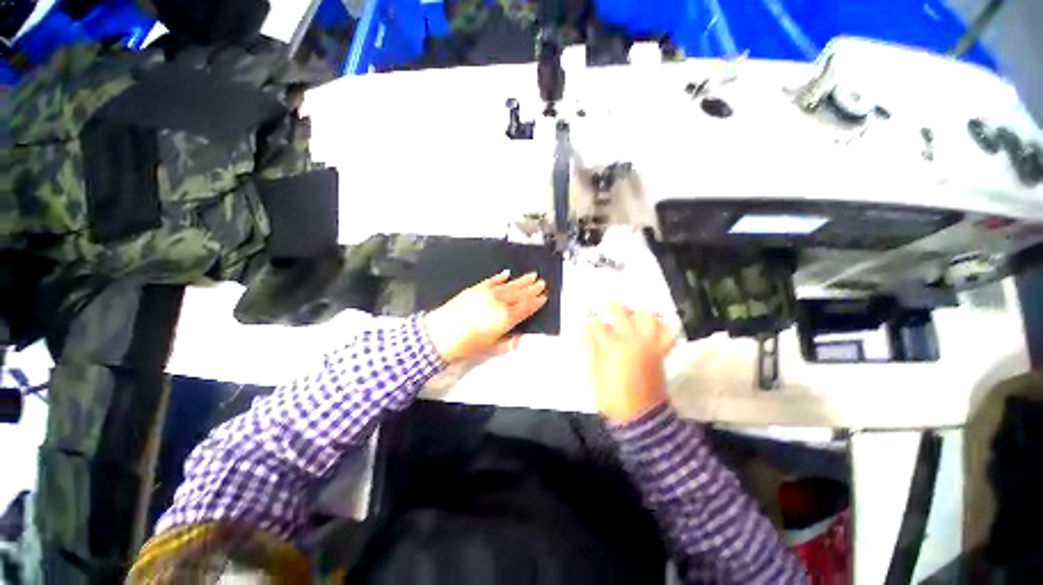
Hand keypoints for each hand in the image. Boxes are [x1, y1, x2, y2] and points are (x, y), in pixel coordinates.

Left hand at [423, 271, 547, 362]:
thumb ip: (508, 343)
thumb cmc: (467, 345)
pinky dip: (500, 277)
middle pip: (520, 294)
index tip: (544, 297)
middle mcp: (500, 302)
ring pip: (509, 285)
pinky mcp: (476, 288)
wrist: (440, 334)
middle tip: (542, 282)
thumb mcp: (491, 348)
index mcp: (506, 318)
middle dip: (532, 288)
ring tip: (532, 275)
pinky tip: (507, 273)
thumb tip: (521, 339)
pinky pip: (492, 280)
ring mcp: (488, 293)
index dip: (536, 302)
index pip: (526, 308)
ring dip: (522, 280)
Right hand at [583, 303, 677, 423]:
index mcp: (610, 346)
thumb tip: (589, 331)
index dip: (590, 323)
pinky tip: (652, 327)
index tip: (589, 324)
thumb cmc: (612, 395)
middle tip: (609, 309)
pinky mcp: (660, 351)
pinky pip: (667, 333)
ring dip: (638, 313)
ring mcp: (648, 343)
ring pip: (647, 316)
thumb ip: (593, 349)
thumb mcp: (596, 373)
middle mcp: (630, 339)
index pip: (596, 324)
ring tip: (633, 316)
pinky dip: (661, 327)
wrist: (640, 415)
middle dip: (611, 307)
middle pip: (620, 311)